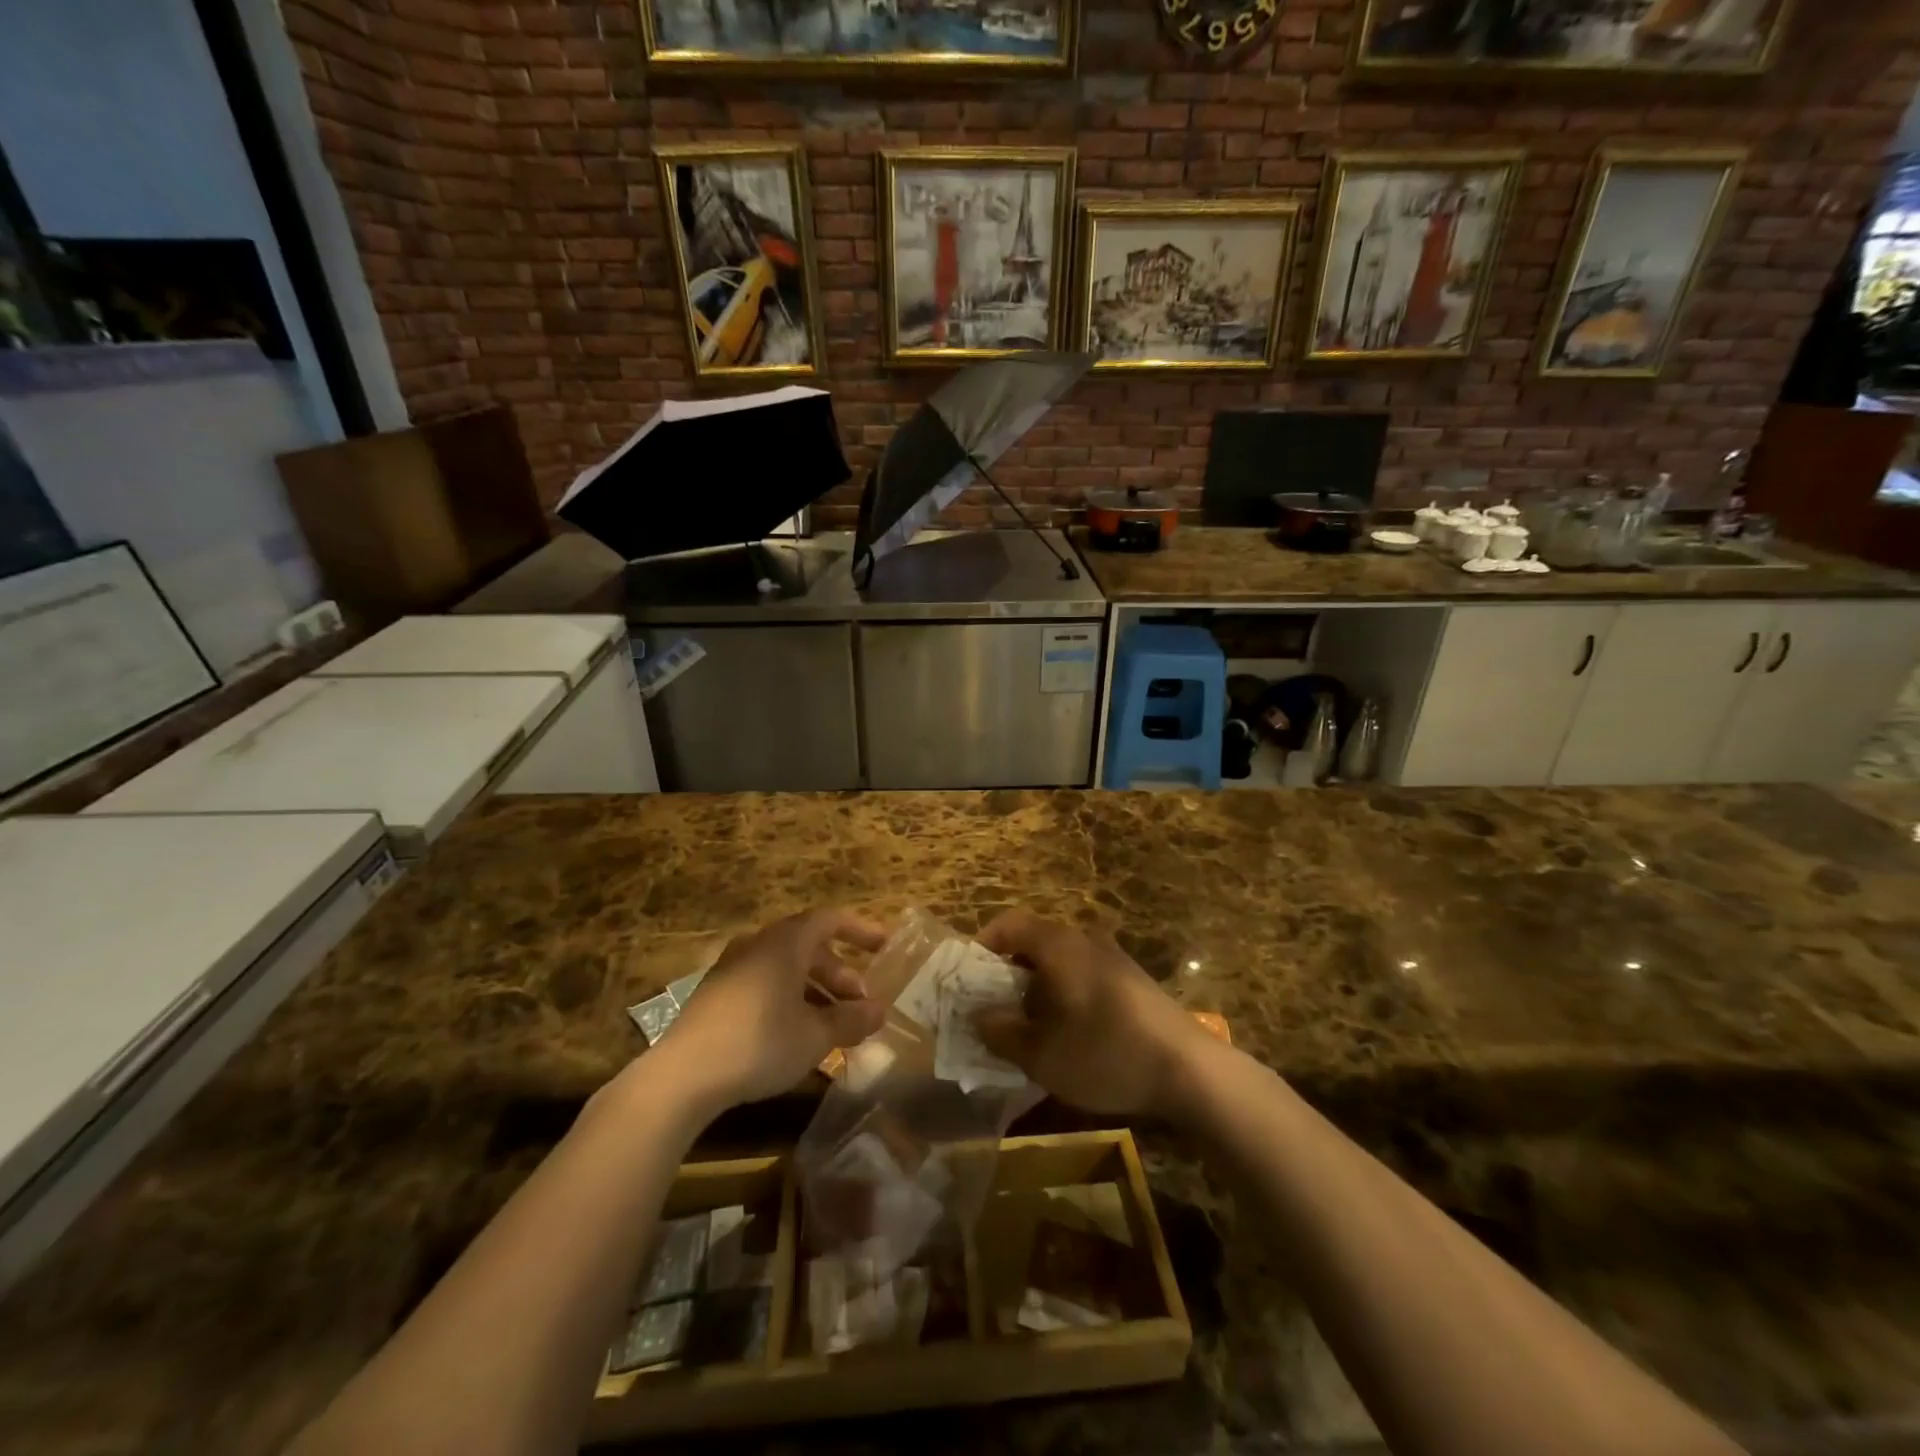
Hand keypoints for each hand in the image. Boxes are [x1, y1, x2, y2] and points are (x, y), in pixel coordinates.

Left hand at [653, 908, 888, 1110]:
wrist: (682, 1076)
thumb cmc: (759, 1043)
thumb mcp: (815, 1035)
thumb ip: (851, 1020)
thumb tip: (880, 1011)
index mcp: (784, 943)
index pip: (830, 920)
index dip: (860, 930)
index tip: (884, 946)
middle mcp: (757, 945)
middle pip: (808, 947)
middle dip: (839, 973)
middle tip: (859, 1004)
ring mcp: (732, 969)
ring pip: (785, 969)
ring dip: (815, 991)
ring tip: (832, 1025)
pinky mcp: (715, 996)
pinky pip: (764, 985)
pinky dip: (789, 1000)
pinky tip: (796, 1035)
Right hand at [973, 910, 1218, 1118]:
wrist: (1189, 1070)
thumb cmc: (1105, 1053)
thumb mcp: (1041, 1054)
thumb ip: (1001, 1033)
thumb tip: (978, 1017)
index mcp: (1059, 945)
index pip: (1009, 923)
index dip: (982, 944)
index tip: (968, 978)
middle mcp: (1085, 941)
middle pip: (1033, 943)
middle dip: (1007, 974)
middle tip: (993, 1010)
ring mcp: (1113, 960)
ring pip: (1059, 963)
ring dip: (1036, 989)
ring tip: (1028, 1030)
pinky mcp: (1132, 982)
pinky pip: (1083, 976)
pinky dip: (1064, 996)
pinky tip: (1068, 1037)